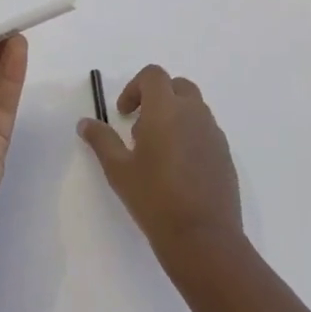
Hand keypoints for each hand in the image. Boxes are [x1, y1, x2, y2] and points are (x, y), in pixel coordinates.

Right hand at [78, 65, 242, 256]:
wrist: (203, 236)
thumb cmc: (154, 198)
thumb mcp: (118, 170)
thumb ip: (101, 140)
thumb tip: (85, 123)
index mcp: (166, 109)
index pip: (153, 75)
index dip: (135, 87)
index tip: (123, 114)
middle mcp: (194, 113)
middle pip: (177, 86)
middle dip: (157, 98)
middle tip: (140, 128)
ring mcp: (214, 133)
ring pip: (193, 108)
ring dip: (174, 116)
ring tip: (157, 151)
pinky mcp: (225, 153)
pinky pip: (205, 130)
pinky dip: (189, 134)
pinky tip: (178, 168)